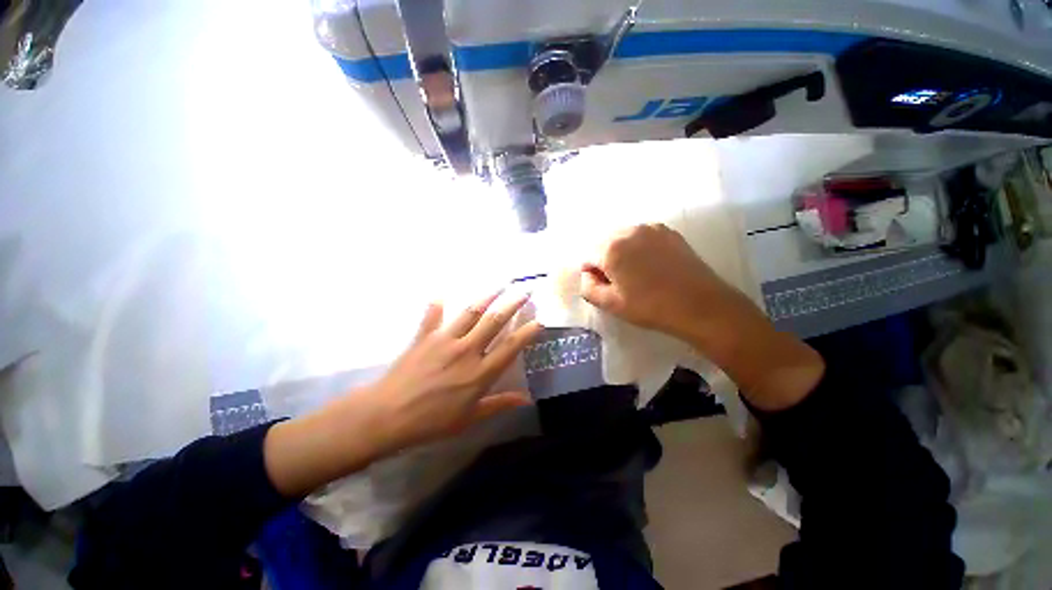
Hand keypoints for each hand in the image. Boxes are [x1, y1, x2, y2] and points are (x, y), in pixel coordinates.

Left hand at [359, 291, 542, 455]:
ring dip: (487, 296)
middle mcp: (467, 350)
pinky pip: (432, 316)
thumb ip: (498, 404)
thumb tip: (525, 400)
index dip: (527, 333)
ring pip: (471, 312)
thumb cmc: (431, 422)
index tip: (539, 321)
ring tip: (499, 285)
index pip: (511, 347)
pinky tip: (441, 295)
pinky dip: (437, 305)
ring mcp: (445, 340)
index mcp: (480, 372)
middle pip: (494, 321)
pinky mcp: (424, 337)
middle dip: (512, 304)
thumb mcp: (469, 418)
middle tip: (524, 291)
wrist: (387, 416)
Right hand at [580, 223, 744, 340]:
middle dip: (605, 260)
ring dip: (622, 253)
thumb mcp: (610, 304)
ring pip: (623, 238)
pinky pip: (642, 237)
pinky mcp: (668, 232)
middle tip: (619, 281)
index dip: (592, 273)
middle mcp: (628, 231)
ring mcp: (650, 228)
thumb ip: (588, 287)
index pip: (587, 256)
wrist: (699, 305)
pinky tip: (652, 265)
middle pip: (604, 244)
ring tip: (637, 273)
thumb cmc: (649, 307)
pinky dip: (639, 248)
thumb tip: (587, 274)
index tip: (605, 286)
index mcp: (611, 248)